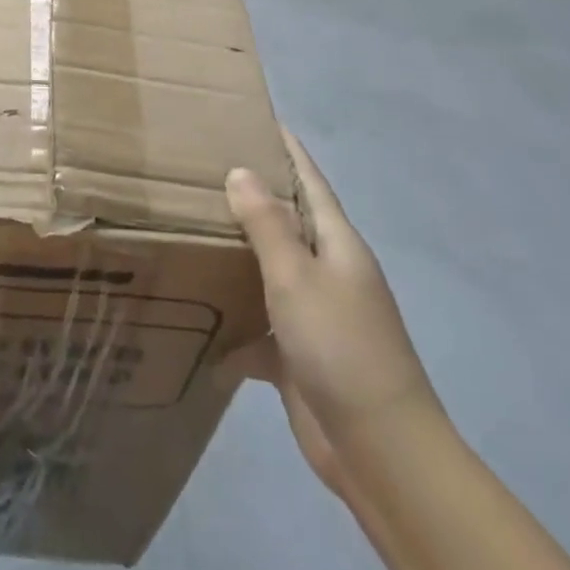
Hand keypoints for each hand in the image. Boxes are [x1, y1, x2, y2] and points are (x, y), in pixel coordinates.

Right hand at [226, 126, 437, 445]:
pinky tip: (197, 321)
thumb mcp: (296, 277)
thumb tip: (242, 171)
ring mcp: (315, 315)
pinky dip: (234, 326)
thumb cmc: (340, 347)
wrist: (379, 450)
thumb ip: (267, 225)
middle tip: (203, 170)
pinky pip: (259, 327)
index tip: (260, 119)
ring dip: (238, 257)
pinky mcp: (298, 356)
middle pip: (288, 223)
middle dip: (253, 197)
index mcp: (337, 245)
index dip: (288, 151)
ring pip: (270, 273)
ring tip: (190, 230)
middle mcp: (329, 273)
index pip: (310, 182)